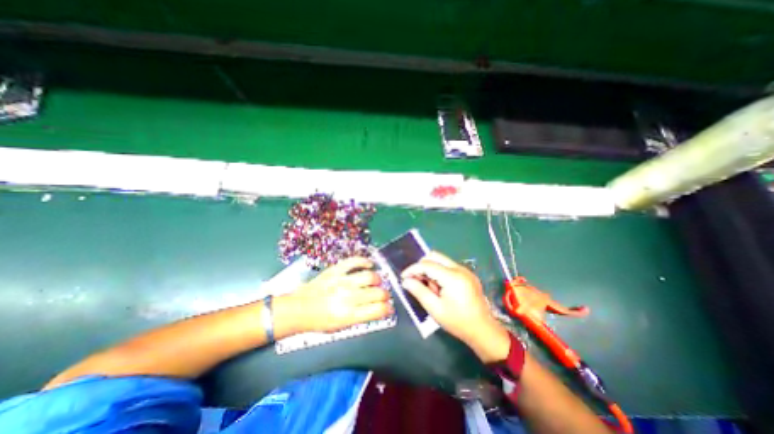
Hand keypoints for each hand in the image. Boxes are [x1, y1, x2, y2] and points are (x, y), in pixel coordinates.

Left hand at [282, 256, 393, 334]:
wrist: (298, 309)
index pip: (378, 310)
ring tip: (377, 282)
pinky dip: (365, 261)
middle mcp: (348, 297)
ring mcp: (342, 281)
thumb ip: (362, 317)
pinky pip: (354, 261)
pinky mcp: (336, 270)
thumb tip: (378, 309)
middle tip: (383, 295)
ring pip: (370, 276)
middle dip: (385, 295)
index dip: (388, 309)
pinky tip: (369, 265)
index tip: (389, 308)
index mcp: (349, 315)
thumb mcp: (341, 327)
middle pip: (377, 293)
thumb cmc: (320, 321)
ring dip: (378, 279)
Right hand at [403, 251, 511, 361]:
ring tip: (430, 289)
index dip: (413, 269)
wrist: (483, 330)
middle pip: (434, 256)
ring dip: (430, 270)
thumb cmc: (458, 322)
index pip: (427, 264)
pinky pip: (448, 266)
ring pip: (440, 261)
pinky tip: (439, 288)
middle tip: (415, 280)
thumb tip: (405, 281)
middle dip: (421, 266)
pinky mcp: (467, 274)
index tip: (403, 277)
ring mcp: (465, 270)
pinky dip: (438, 273)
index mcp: (453, 277)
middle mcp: (459, 268)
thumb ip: (419, 291)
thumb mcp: (435, 309)